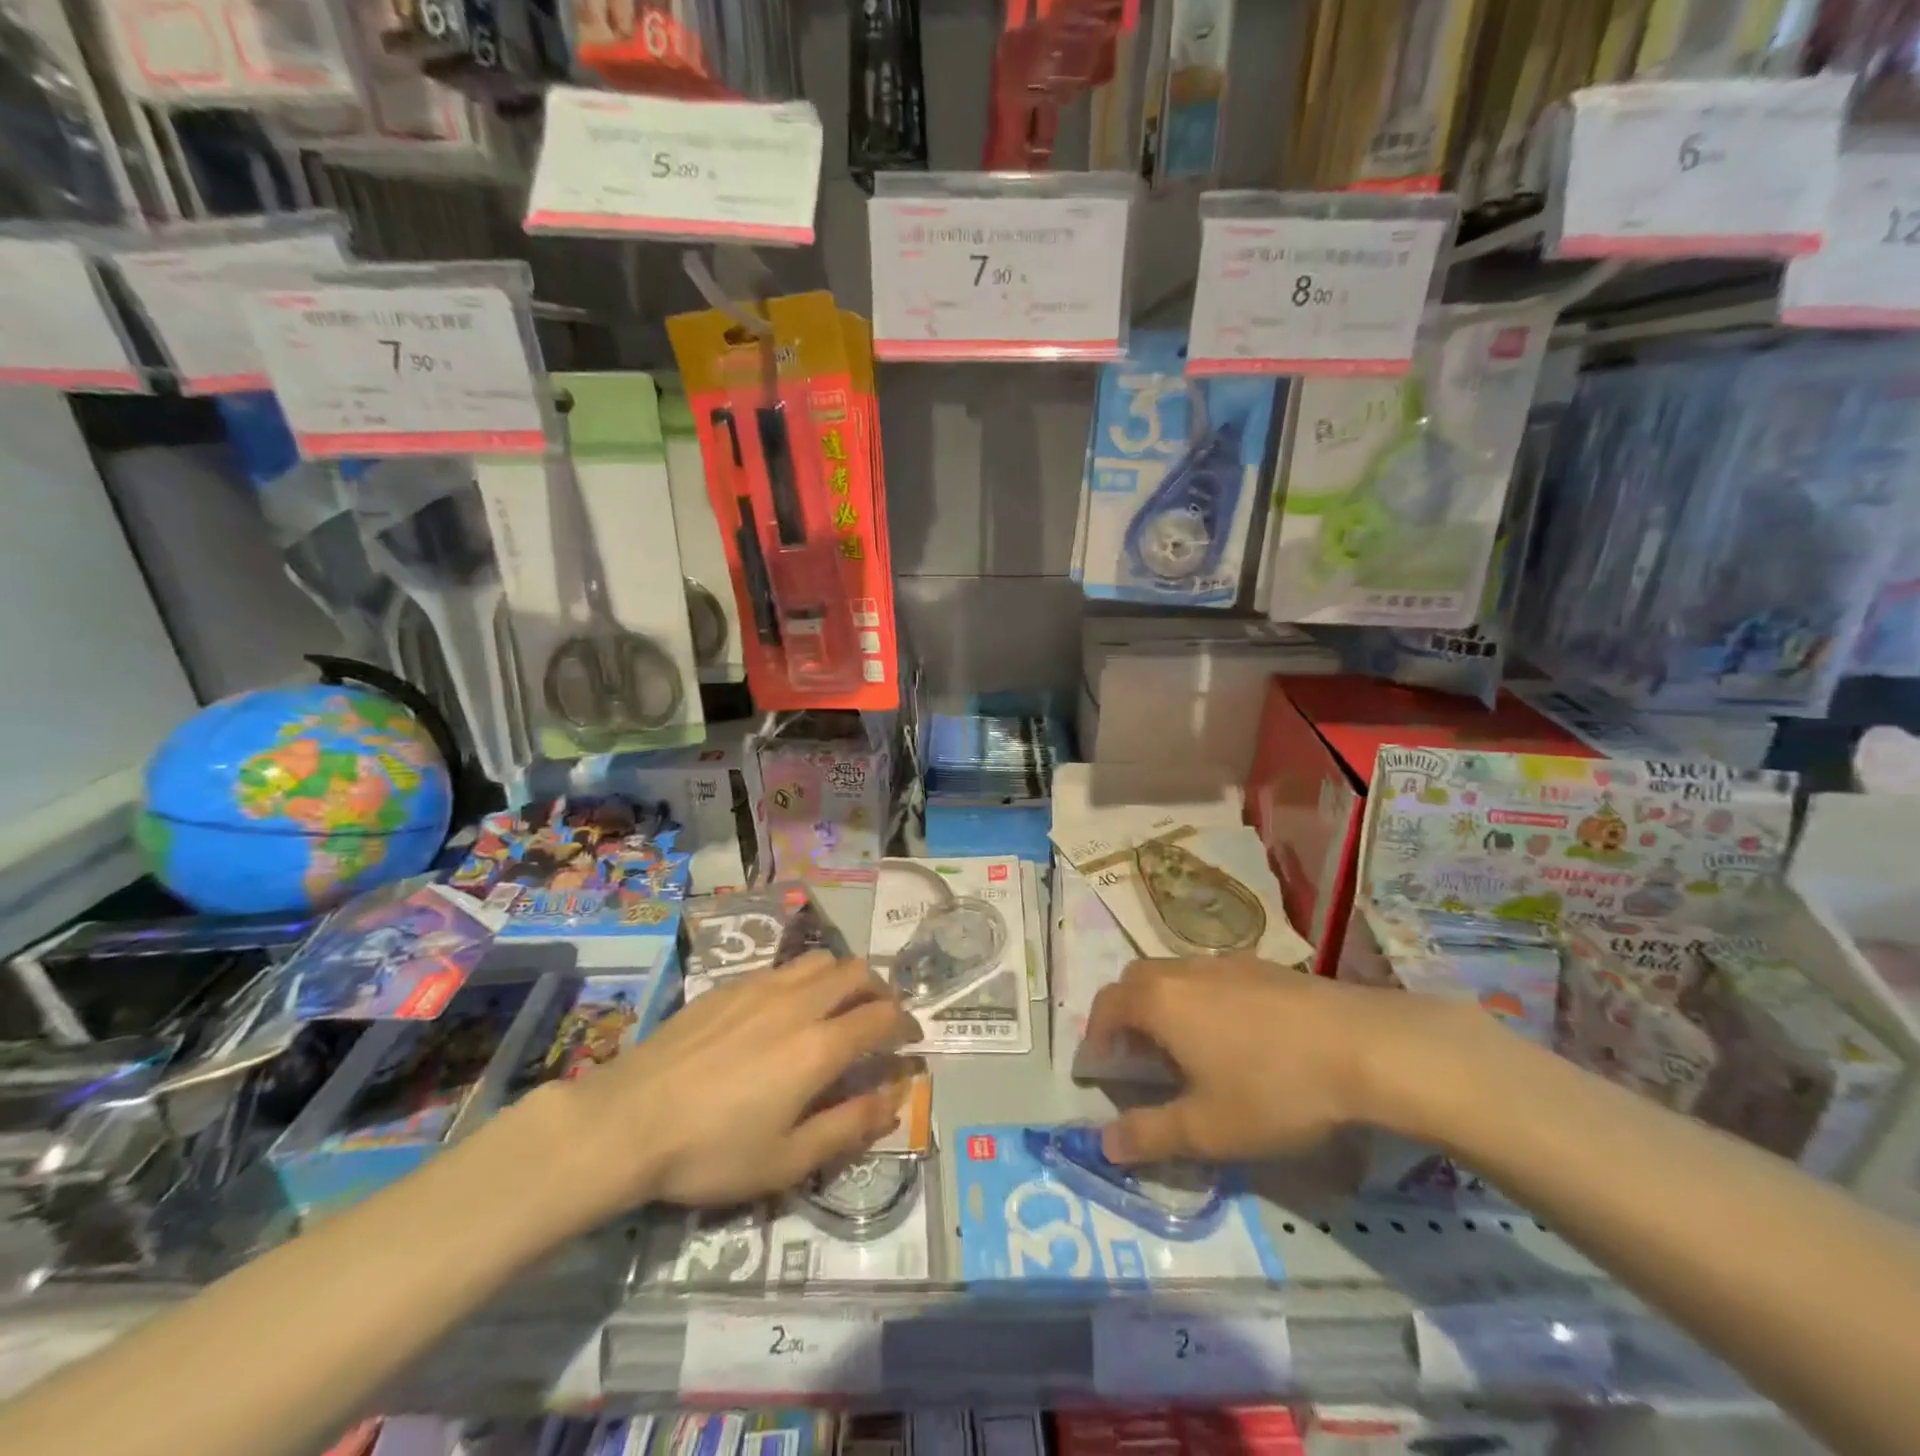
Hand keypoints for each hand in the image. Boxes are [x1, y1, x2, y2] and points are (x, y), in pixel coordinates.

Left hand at [524, 954, 919, 1223]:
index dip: (906, 1025)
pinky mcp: (731, 984)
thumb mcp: (787, 1160)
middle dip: (881, 991)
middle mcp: (799, 1003)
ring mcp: (763, 987)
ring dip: (844, 978)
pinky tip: (788, 1008)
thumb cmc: (711, 1151)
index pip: (881, 1018)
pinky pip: (785, 967)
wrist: (628, 1120)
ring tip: (840, 1006)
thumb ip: (849, 1126)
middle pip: (858, 973)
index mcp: (820, 1046)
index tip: (912, 1039)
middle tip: (882, 1018)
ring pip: (821, 961)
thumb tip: (895, 1099)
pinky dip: (806, 979)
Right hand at [1084, 957, 1489, 1164]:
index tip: (1101, 1069)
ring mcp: (1226, 963)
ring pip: (1177, 976)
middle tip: (1140, 1057)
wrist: (1365, 1047)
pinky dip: (1204, 1001)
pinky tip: (1239, 1038)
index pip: (1106, 1006)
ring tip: (1190, 1049)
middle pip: (1137, 981)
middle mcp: (1184, 971)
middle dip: (1126, 1014)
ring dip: (1166, 1005)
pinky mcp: (1264, 967)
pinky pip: (1214, 978)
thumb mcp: (1208, 1129)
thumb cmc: (1274, 1089)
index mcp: (1160, 1001)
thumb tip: (1105, 1145)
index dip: (1095, 1037)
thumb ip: (1150, 1135)